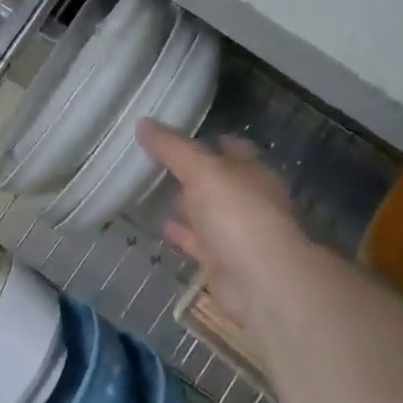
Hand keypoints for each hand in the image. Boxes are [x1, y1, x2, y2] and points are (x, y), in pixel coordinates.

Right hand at [138, 119, 310, 331]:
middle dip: (193, 173)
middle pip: (219, 181)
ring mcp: (238, 233)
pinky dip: (182, 233)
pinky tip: (160, 226)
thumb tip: (142, 122)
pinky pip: (198, 241)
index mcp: (252, 172)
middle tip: (157, 161)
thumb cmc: (236, 213)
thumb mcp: (200, 170)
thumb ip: (171, 147)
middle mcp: (248, 200)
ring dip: (187, 205)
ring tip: (152, 191)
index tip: (177, 133)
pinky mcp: (223, 261)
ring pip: (208, 212)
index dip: (208, 139)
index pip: (231, 148)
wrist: (259, 280)